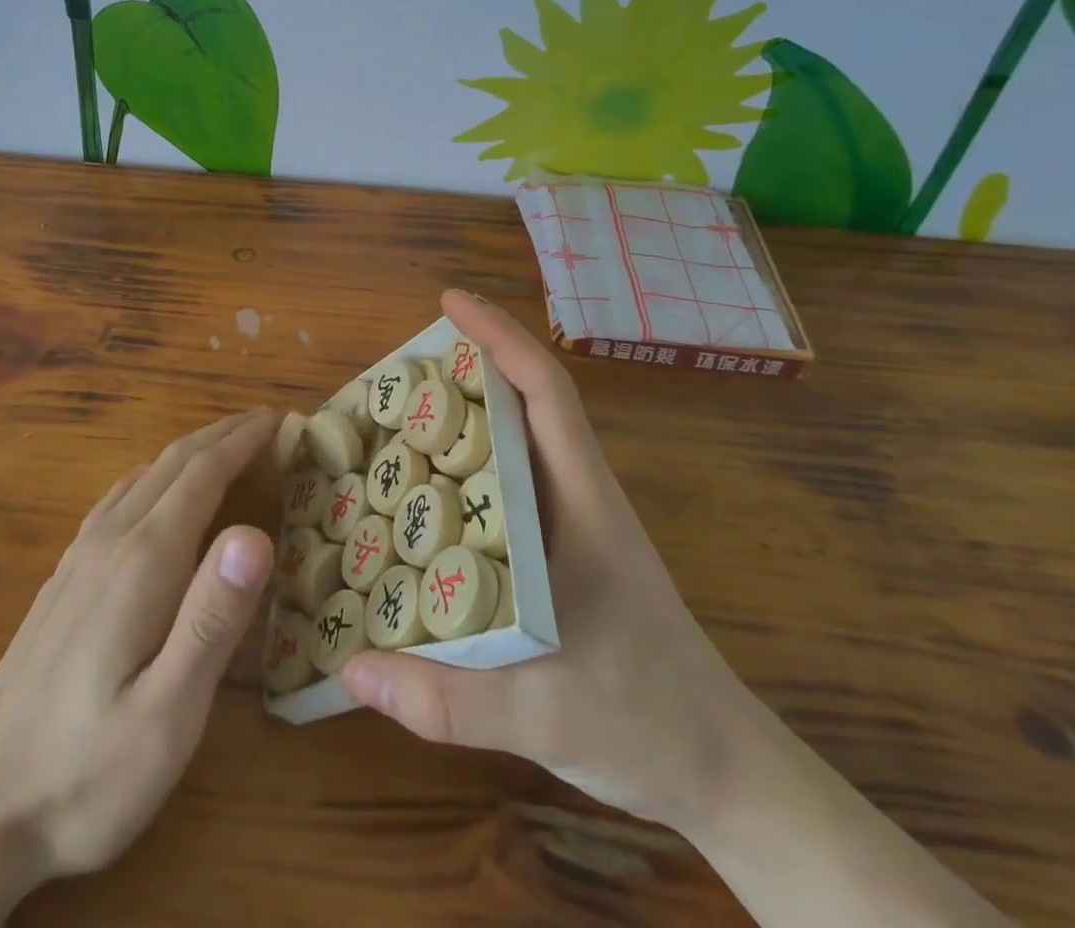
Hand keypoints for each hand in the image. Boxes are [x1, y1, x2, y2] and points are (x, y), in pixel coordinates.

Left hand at [0, 409, 277, 927]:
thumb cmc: (88, 772)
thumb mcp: (168, 714)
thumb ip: (213, 618)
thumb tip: (256, 533)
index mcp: (144, 562)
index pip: (202, 475)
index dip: (242, 441)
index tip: (278, 417)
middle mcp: (111, 542)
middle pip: (172, 464)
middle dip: (221, 436)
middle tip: (263, 422)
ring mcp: (80, 557)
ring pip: (142, 476)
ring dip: (189, 452)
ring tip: (224, 445)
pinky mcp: (64, 578)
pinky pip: (118, 499)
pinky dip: (154, 475)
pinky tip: (156, 490)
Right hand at [341, 290, 752, 830]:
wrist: (724, 772)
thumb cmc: (648, 720)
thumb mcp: (544, 715)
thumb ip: (447, 700)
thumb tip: (351, 667)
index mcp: (583, 502)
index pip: (546, 392)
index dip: (500, 337)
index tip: (450, 302)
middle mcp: (576, 497)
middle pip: (523, 405)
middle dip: (466, 370)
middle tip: (395, 373)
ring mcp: (572, 524)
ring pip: (514, 446)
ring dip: (463, 420)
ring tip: (395, 423)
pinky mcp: (563, 553)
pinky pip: (507, 490)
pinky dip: (467, 472)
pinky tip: (423, 497)